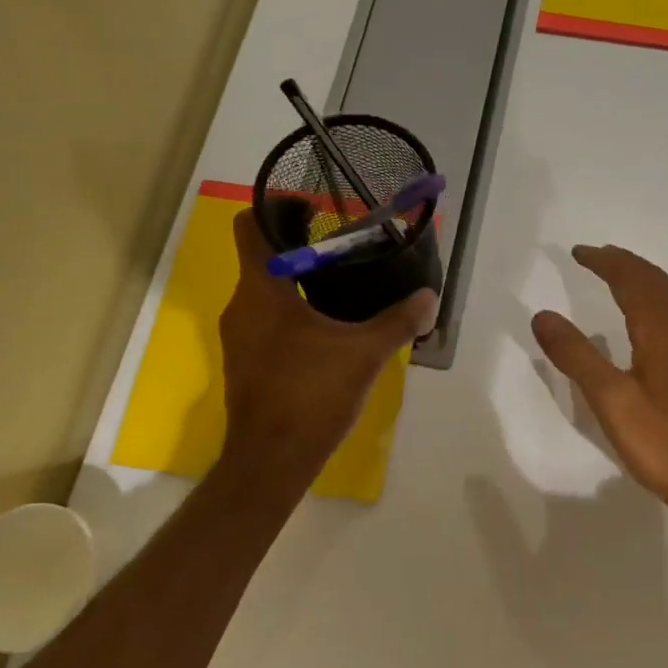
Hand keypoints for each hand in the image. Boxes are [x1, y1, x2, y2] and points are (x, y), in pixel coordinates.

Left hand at [218, 210, 437, 486]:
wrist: (271, 459)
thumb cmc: (311, 395)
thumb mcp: (364, 354)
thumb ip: (398, 321)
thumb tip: (429, 298)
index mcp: (262, 289)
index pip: (251, 225)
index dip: (276, 207)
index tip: (312, 208)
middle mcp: (241, 305)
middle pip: (262, 257)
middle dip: (299, 247)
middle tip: (343, 248)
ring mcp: (238, 337)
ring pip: (264, 292)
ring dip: (296, 283)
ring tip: (340, 286)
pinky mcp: (245, 362)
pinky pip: (265, 321)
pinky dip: (290, 314)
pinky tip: (326, 331)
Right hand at [531, 245, 667, 564]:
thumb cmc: (663, 442)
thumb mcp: (610, 400)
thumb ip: (576, 356)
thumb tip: (542, 315)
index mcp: (662, 334)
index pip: (634, 281)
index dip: (607, 262)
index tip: (579, 252)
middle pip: (657, 284)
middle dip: (625, 264)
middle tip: (596, 257)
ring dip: (642, 283)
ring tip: (617, 280)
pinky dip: (653, 305)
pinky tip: (645, 328)